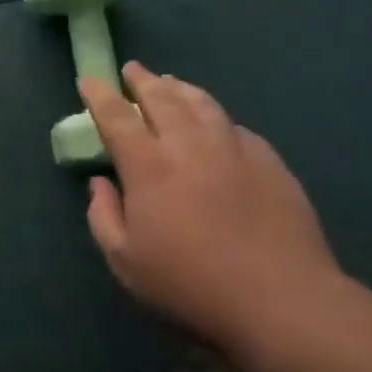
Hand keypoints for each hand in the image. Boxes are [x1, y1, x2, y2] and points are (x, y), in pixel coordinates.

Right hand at [81, 63, 345, 357]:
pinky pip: (236, 127)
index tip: (89, 79)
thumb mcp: (125, 262)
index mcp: (149, 167)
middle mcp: (190, 146)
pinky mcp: (270, 163)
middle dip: (143, 81)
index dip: (100, 95)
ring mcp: (234, 150)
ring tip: (170, 83)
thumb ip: (104, 216)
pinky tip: (216, 123)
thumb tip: (101, 183)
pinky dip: (216, 117)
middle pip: (163, 99)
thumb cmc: (190, 285)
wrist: (281, 301)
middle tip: (133, 70)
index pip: (117, 117)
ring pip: (203, 104)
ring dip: (181, 89)